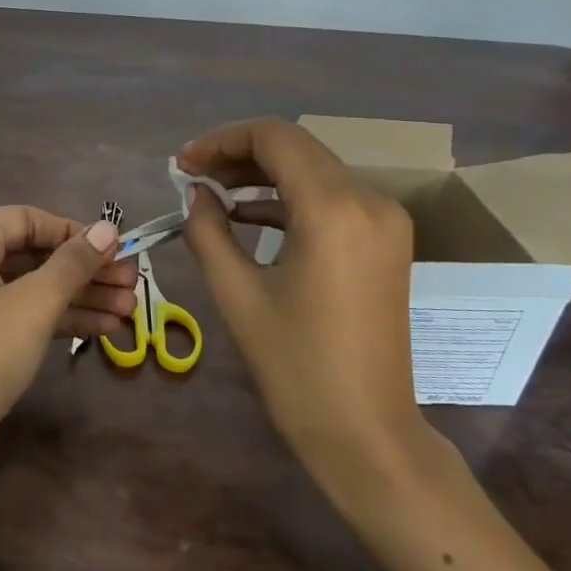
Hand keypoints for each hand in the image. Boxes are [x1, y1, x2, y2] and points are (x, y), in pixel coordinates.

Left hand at [0, 208, 134, 484]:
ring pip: (31, 288)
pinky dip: (59, 320)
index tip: (120, 249)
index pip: (28, 220)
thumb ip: (73, 264)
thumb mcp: (33, 305)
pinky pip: (22, 316)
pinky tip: (104, 329)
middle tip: (134, 283)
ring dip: (80, 297)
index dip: (76, 233)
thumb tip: (109, 228)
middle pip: (33, 254)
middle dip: (85, 270)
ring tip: (130, 309)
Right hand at [177, 118, 427, 492]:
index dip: (222, 141)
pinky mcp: (387, 241)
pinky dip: (290, 197)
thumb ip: (208, 231)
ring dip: (264, 173)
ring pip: (315, 169)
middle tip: (192, 177)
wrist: (367, 433)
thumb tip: (196, 192)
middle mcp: (369, 201)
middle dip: (239, 154)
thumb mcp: (237, 295)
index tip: (183, 165)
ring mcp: (385, 220)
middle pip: (297, 147)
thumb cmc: (296, 368)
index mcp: (334, 209)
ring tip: (214, 193)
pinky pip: (333, 198)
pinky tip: (250, 215)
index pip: (275, 138)